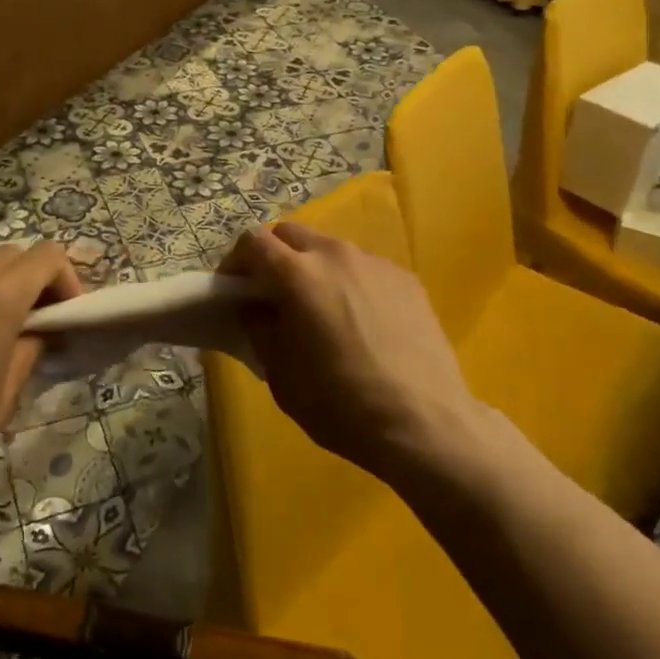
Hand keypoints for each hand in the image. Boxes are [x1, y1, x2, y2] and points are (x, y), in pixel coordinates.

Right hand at [219, 223, 476, 480]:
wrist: (424, 424)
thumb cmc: (341, 404)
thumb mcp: (281, 375)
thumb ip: (260, 329)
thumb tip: (256, 309)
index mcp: (298, 274)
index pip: (253, 241)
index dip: (236, 261)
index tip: (234, 290)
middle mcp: (335, 254)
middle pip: (292, 234)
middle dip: (274, 257)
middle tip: (273, 295)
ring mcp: (375, 263)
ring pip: (331, 249)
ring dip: (314, 268)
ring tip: (322, 310)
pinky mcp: (406, 279)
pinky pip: (365, 268)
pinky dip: (351, 283)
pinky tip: (362, 322)